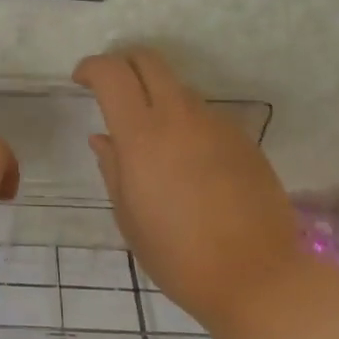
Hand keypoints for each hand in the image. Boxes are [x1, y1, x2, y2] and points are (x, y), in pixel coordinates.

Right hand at [74, 48, 313, 330]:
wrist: (258, 277)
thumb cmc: (178, 256)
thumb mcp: (129, 217)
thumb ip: (113, 168)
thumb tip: (103, 139)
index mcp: (142, 136)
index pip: (112, 74)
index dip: (91, 67)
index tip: (81, 80)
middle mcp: (180, 117)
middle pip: (149, 61)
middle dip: (124, 64)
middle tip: (111, 89)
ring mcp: (217, 125)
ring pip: (179, 88)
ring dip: (157, 97)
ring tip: (151, 138)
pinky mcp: (243, 139)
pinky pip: (205, 116)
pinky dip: (186, 123)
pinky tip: (187, 163)